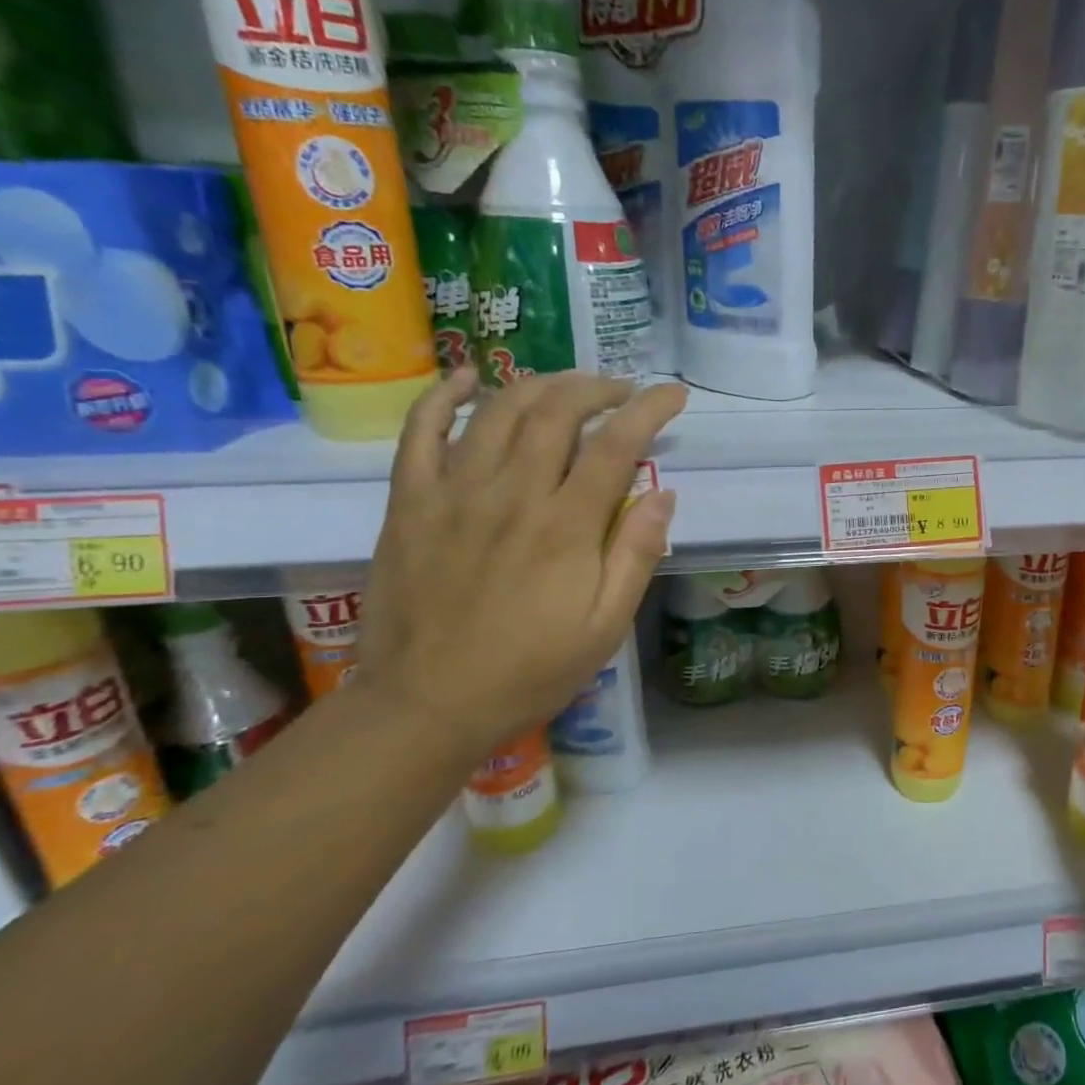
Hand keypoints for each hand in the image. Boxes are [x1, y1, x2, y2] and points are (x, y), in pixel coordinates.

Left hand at [355, 369, 685, 763]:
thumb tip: (663, 494)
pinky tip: (469, 379)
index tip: (673, 394)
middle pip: (558, 411)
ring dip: (540, 384)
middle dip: (597, 387)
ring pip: (499, 410)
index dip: (650, 409)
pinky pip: (420, 432)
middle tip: (621, 390)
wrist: (427, 705)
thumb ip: (636, 556)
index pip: (617, 444)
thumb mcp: (605, 628)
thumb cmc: (530, 671)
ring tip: (567, 386)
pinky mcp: (410, 502)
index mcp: (566, 527)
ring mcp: (454, 492)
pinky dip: (445, 396)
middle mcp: (512, 493)